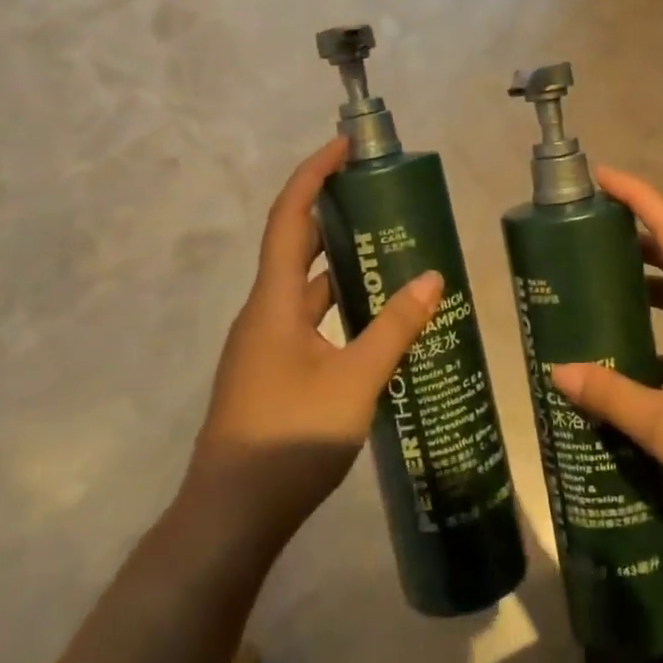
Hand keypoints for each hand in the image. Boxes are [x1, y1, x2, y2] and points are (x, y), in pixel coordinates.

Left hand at [184, 138, 444, 549]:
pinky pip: (307, 318)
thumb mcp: (356, 381)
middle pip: (295, 245)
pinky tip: (371, 316)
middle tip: (379, 195)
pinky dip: (337, 303)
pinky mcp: (272, 371)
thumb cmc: (290, 439)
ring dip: (338, 262)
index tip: (345, 146)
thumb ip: (395, 328)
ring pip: (303, 286)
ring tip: (387, 248)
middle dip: (332, 212)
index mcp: (273, 302)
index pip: (289, 217)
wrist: (230, 516)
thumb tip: (432, 278)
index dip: (313, 174)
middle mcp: (263, 313)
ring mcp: (264, 345)